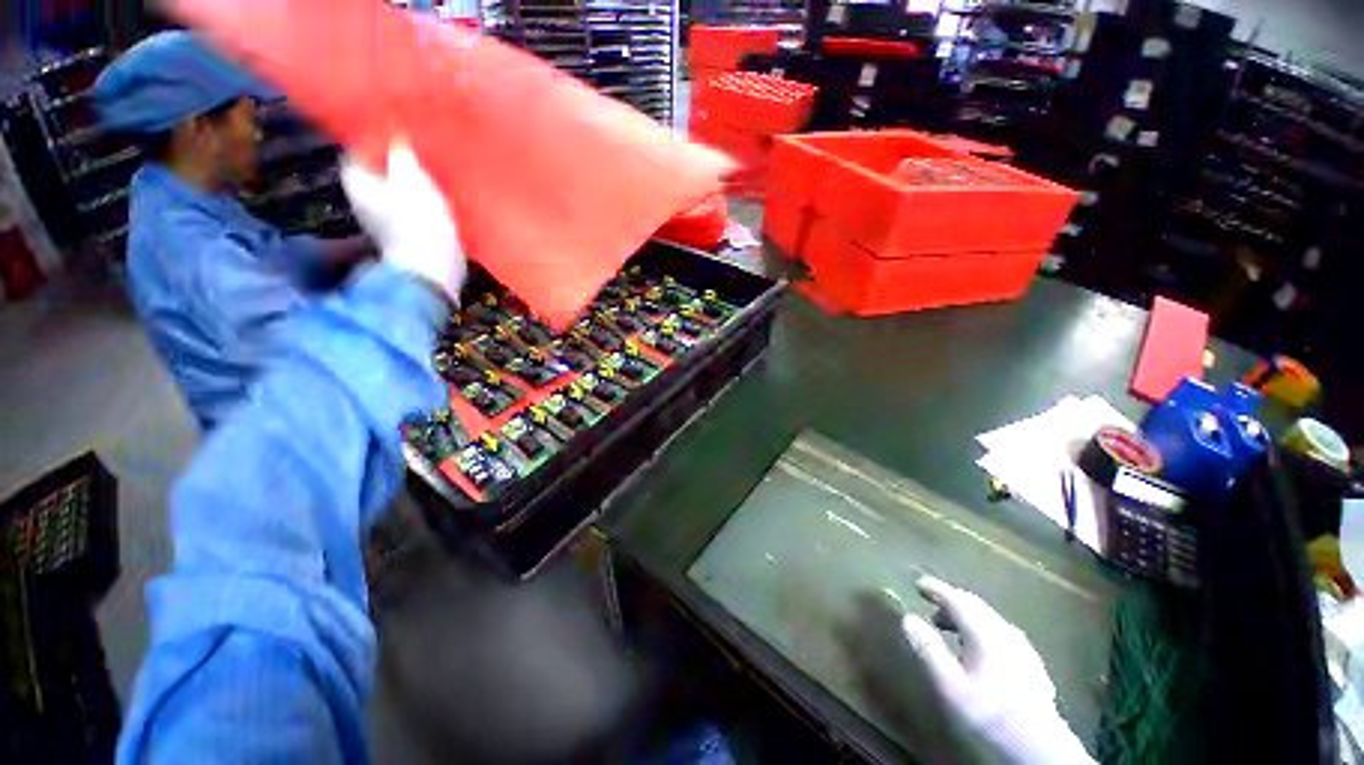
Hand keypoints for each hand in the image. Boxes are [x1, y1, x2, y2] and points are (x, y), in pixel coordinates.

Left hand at [340, 143, 465, 302]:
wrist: (434, 269)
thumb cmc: (418, 221)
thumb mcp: (410, 177)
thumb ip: (401, 152)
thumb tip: (398, 135)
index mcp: (357, 181)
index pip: (361, 146)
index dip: (380, 134)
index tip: (402, 127)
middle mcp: (365, 197)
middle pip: (381, 166)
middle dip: (400, 155)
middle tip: (423, 144)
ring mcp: (387, 216)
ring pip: (399, 185)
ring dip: (416, 176)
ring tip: (436, 165)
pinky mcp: (409, 229)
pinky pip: (414, 203)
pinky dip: (425, 195)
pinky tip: (443, 191)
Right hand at [900, 577, 1093, 764]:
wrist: (1037, 746)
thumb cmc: (987, 712)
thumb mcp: (948, 684)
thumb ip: (928, 648)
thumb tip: (908, 618)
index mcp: (984, 631)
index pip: (957, 599)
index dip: (936, 589)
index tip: (918, 584)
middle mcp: (1005, 632)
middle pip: (975, 606)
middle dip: (951, 602)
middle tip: (930, 605)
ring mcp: (1022, 648)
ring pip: (989, 620)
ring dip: (966, 618)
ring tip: (949, 629)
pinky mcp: (1032, 664)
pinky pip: (1001, 635)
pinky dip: (982, 632)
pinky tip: (979, 651)